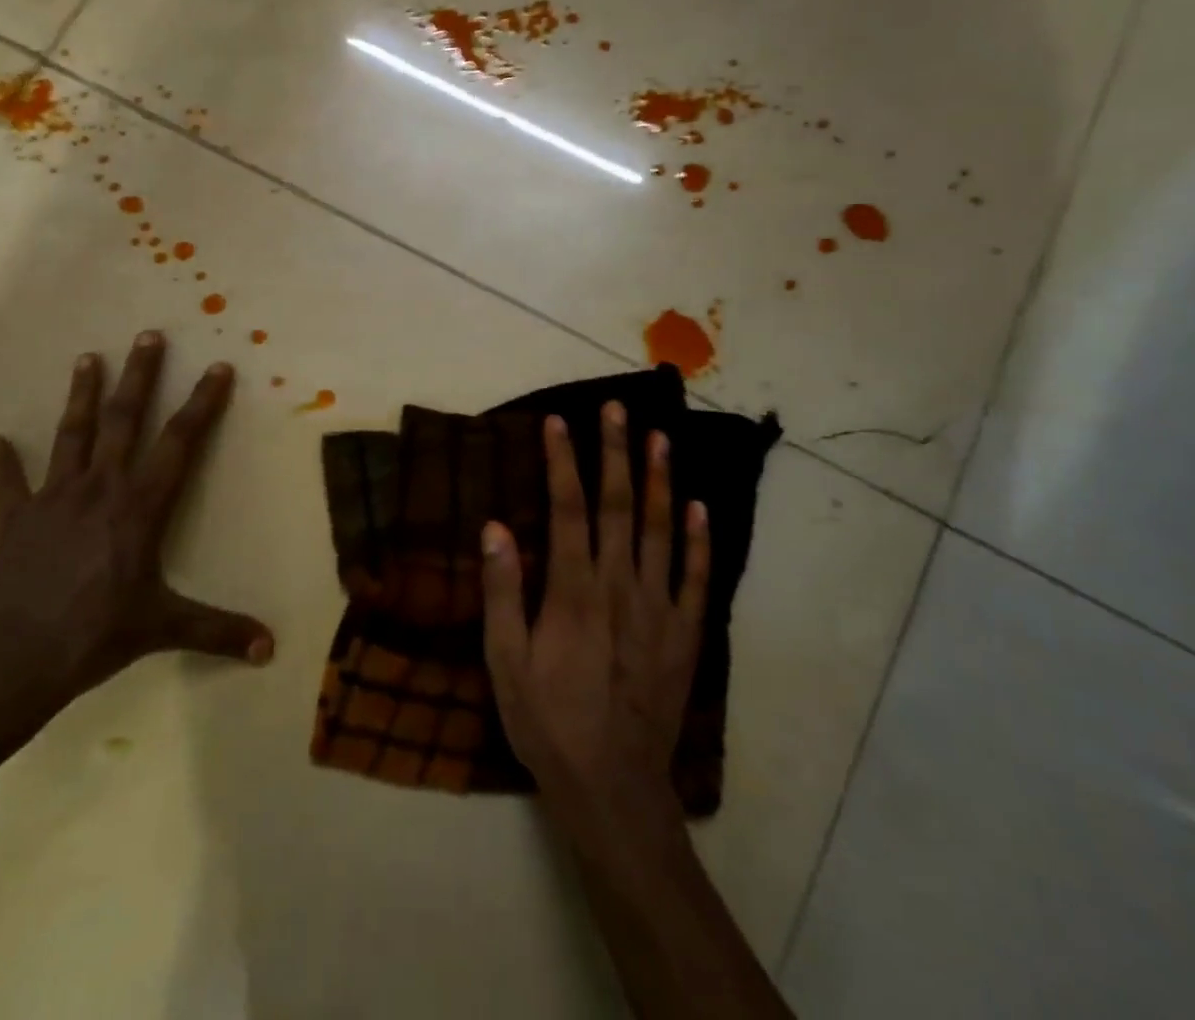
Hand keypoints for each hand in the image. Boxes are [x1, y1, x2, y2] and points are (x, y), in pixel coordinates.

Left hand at [0, 332, 273, 714]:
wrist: (9, 663)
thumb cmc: (94, 637)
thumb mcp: (164, 629)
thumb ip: (218, 632)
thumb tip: (271, 649)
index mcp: (139, 508)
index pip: (179, 443)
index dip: (202, 404)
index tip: (217, 367)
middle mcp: (99, 489)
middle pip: (123, 420)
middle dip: (139, 376)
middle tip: (147, 335)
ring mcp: (53, 500)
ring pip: (71, 436)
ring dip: (80, 395)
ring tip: (86, 357)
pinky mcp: (16, 521)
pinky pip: (8, 486)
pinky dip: (1, 464)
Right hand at [480, 403, 709, 828]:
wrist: (613, 786)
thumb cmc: (548, 720)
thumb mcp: (506, 662)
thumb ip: (503, 592)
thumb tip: (494, 526)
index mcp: (574, 591)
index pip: (569, 509)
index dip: (563, 461)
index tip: (558, 421)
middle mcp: (620, 587)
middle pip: (618, 506)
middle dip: (616, 453)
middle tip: (617, 409)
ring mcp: (659, 609)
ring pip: (660, 530)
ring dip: (659, 480)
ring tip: (661, 437)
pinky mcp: (684, 633)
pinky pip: (695, 577)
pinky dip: (698, 539)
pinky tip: (699, 507)